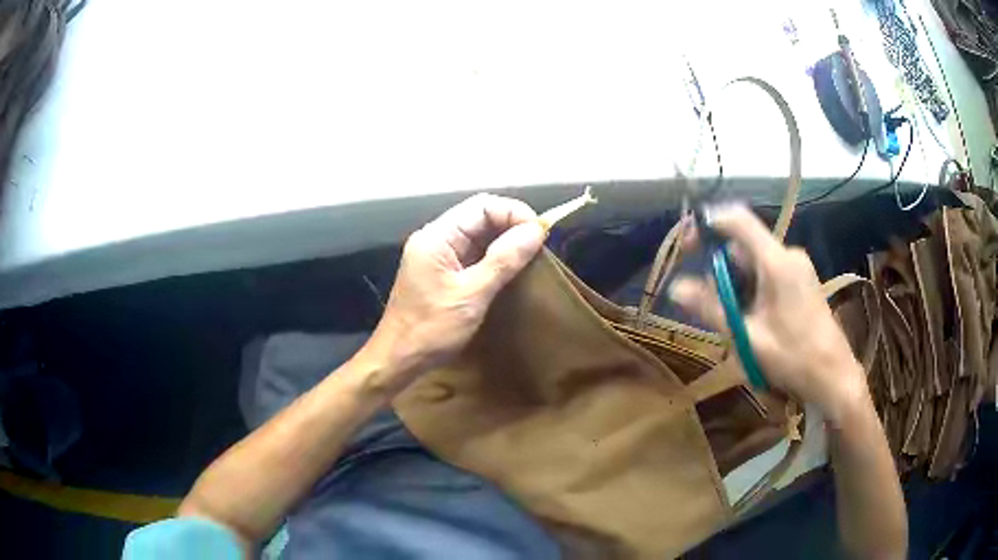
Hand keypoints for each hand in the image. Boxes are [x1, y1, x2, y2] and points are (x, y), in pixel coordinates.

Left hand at [363, 194, 544, 387]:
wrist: (399, 359)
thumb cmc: (431, 329)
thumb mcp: (472, 295)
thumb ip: (503, 260)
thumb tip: (536, 230)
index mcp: (437, 236)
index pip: (482, 205)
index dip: (514, 213)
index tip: (540, 234)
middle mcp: (436, 238)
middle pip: (480, 216)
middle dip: (512, 225)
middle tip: (540, 246)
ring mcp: (438, 255)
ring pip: (479, 235)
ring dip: (506, 241)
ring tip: (532, 256)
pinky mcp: (443, 272)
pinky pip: (474, 254)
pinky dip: (495, 257)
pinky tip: (513, 269)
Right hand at [668, 204, 869, 423]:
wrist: (834, 377)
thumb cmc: (793, 358)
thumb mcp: (748, 337)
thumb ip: (712, 309)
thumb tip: (676, 287)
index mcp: (777, 262)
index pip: (739, 221)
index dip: (710, 222)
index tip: (688, 242)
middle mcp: (789, 255)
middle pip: (745, 246)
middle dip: (722, 269)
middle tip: (709, 304)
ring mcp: (798, 267)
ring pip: (755, 262)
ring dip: (737, 284)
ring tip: (735, 321)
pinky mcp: (802, 281)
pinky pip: (769, 273)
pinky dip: (753, 289)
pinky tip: (753, 320)